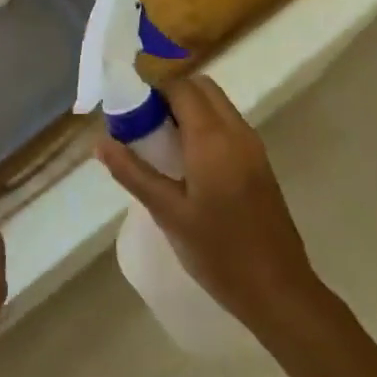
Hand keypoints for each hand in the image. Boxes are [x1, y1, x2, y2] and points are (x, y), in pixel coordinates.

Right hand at [95, 75, 319, 335]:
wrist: (277, 289)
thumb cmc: (218, 250)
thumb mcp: (167, 212)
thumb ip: (132, 172)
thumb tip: (100, 142)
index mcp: (213, 138)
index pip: (180, 87)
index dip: (151, 88)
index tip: (126, 106)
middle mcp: (237, 132)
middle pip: (202, 88)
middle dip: (169, 94)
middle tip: (141, 123)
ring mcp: (253, 147)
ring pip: (217, 106)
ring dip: (187, 109)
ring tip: (157, 141)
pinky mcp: (259, 164)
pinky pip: (227, 126)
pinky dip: (203, 126)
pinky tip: (183, 161)